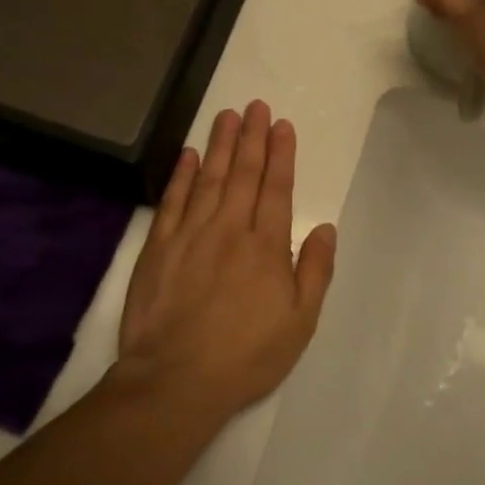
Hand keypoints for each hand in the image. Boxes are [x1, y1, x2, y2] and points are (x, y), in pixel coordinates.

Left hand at [114, 101, 337, 418]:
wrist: (175, 379)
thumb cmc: (246, 355)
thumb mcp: (299, 322)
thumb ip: (315, 271)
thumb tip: (326, 228)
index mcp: (266, 246)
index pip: (277, 188)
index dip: (281, 154)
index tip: (282, 125)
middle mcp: (230, 229)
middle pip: (243, 173)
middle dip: (252, 137)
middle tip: (255, 106)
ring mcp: (191, 234)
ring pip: (209, 178)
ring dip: (219, 144)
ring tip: (227, 115)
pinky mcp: (158, 247)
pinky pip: (172, 201)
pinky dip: (181, 175)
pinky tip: (188, 154)